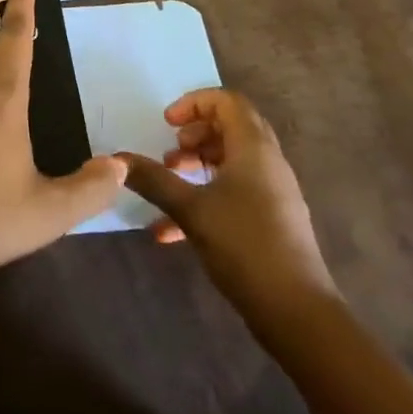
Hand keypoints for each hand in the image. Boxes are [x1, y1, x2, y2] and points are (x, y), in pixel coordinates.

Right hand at [120, 89, 338, 344]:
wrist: (296, 312)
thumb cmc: (244, 245)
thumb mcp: (190, 209)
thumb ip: (153, 180)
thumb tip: (116, 159)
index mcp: (253, 148)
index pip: (227, 101)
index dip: (194, 103)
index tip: (167, 124)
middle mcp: (268, 162)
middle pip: (231, 128)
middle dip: (195, 135)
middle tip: (170, 152)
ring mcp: (273, 193)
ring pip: (232, 161)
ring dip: (198, 165)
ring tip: (170, 184)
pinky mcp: (272, 221)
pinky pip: (236, 192)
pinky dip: (206, 197)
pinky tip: (172, 231)